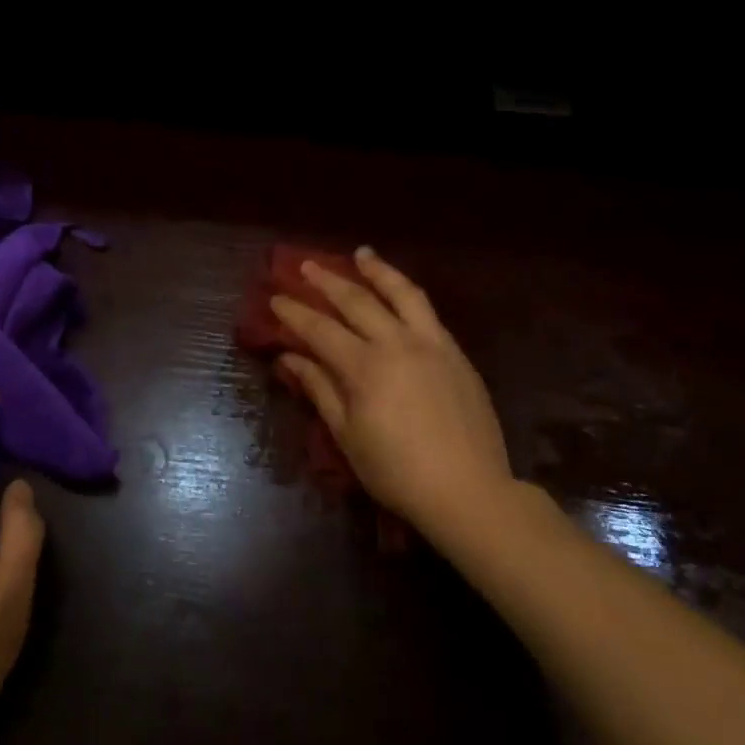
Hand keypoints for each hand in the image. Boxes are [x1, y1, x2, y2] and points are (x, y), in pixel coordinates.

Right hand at [272, 248, 515, 544]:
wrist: (469, 491)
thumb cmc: (397, 472)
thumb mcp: (348, 436)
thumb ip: (320, 389)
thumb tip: (290, 359)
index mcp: (365, 367)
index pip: (320, 329)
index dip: (295, 313)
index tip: (275, 298)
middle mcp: (397, 343)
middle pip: (356, 301)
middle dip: (327, 281)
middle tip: (306, 266)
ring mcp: (431, 344)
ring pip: (401, 293)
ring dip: (377, 270)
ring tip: (361, 254)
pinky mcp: (455, 352)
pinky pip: (427, 311)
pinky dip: (407, 293)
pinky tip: (399, 291)